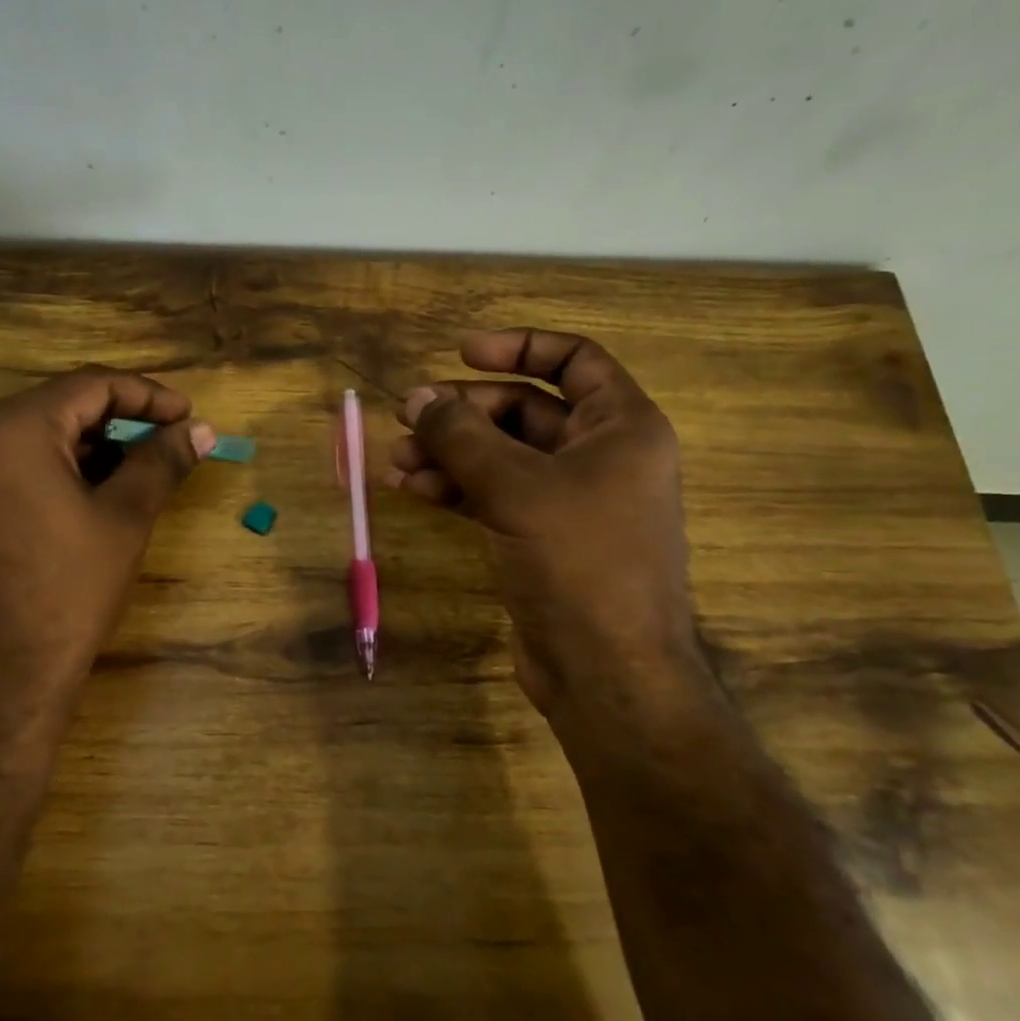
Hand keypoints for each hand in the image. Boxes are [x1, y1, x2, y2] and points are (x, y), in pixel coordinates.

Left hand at [0, 367, 214, 724]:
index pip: (91, 384)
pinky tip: (100, 490)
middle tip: (172, 440)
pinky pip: (19, 464)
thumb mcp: (125, 516)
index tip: (190, 417)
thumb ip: (163, 460)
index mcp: (14, 426)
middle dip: (123, 419)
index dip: (148, 396)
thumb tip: (202, 429)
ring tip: (145, 467)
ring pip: (42, 436)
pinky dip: (64, 468)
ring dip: (96, 444)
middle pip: (64, 405)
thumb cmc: (67, 588)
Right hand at [387, 328, 693, 712]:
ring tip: (398, 458)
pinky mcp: (542, 538)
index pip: (573, 360)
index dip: (518, 347)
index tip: (460, 352)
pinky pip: (494, 495)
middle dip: (464, 411)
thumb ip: (461, 435)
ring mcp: (570, 500)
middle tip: (408, 415)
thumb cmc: (579, 563)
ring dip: (450, 452)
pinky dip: (455, 488)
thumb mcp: (515, 487)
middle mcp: (600, 456)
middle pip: (524, 409)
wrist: (608, 673)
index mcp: (621, 427)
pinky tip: (413, 489)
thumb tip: (416, 396)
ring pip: (502, 455)